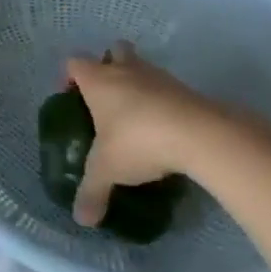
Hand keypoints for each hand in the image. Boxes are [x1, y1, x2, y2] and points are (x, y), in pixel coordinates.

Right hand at [66, 44, 258, 226]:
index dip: (70, 76)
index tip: (72, 97)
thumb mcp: (108, 170)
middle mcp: (126, 71)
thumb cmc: (138, 141)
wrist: (200, 135)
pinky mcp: (188, 90)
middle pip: (114, 51)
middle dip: (110, 66)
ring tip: (137, 119)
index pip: (74, 63)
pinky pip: (168, 90)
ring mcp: (159, 77)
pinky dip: (164, 104)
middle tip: (108, 98)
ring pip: (144, 68)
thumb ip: (92, 192)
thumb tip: (81, 220)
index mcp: (98, 80)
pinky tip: (164, 131)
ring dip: (139, 85)